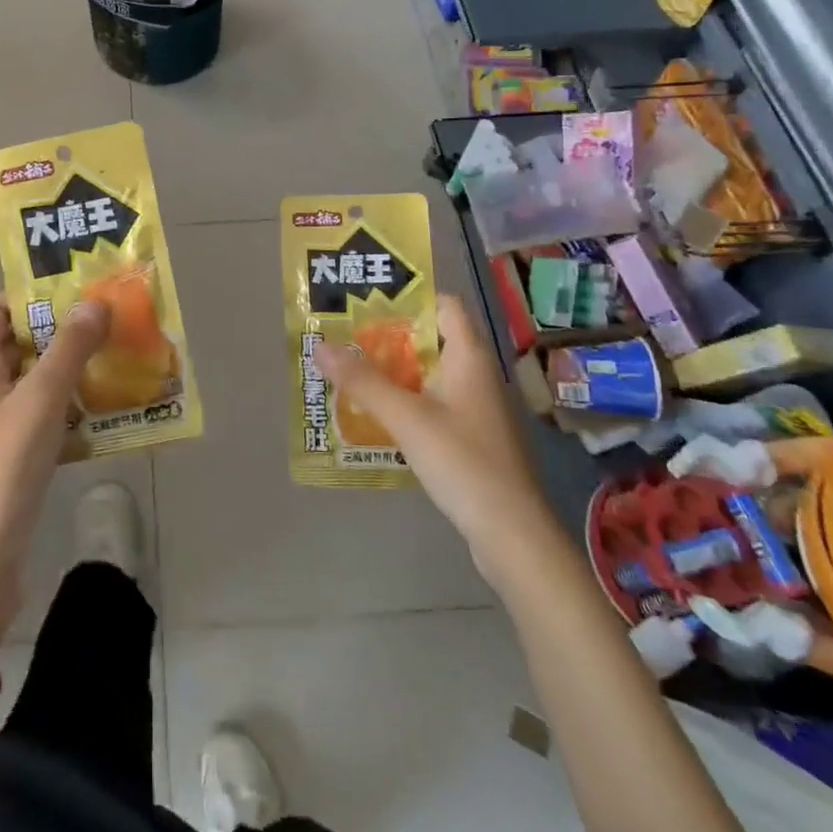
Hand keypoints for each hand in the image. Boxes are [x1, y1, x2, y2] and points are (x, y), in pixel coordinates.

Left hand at [0, 294, 108, 654]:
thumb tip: (95, 303)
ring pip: (34, 380)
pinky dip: (68, 406)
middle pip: (20, 341)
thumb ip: (69, 349)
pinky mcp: (8, 454)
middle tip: (110, 322)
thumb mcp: (40, 401)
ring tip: (117, 357)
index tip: (79, 292)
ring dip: (70, 369)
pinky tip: (104, 409)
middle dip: (63, 331)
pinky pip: (41, 415)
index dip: (33, 295)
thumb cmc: (1, 470)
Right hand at [317, 294, 560, 583]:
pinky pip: (432, 403)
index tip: (368, 301)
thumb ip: (363, 380)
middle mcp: (476, 374)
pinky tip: (375, 413)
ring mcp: (475, 408)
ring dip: (393, 370)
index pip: (444, 305)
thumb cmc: (463, 462)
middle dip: (388, 336)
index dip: (410, 297)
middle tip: (345, 335)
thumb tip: (320, 344)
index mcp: (469, 357)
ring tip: (350, 370)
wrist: (512, 534)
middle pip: (431, 338)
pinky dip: (405, 400)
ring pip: (429, 373)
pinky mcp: (471, 437)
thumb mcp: (406, 417)